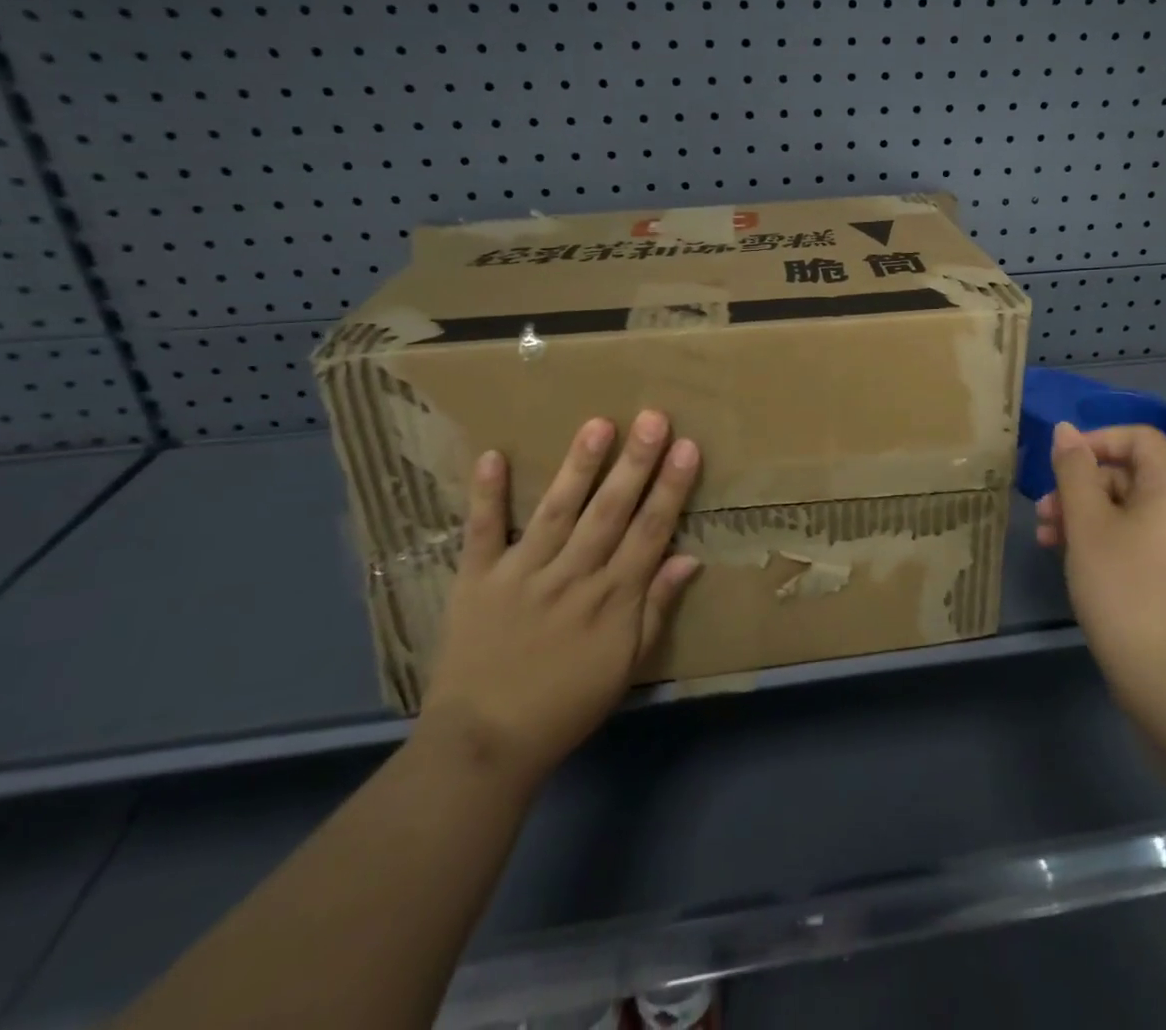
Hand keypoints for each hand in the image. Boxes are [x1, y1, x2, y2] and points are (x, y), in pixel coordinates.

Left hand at [416, 411, 701, 793]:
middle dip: (635, 463)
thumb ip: (656, 609)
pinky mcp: (476, 580)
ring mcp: (522, 574)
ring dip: (578, 467)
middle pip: (609, 511)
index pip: (650, 531)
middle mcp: (572, 576)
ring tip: (598, 424)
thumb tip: (689, 558)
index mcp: (611, 598)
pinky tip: (493, 455)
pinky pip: (482, 532)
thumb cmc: (566, 705)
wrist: (483, 746)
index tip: (687, 448)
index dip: (671, 488)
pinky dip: (486, 496)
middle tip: (653, 418)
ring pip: (556, 511)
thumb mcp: (626, 666)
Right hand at [1035, 422, 1165, 702]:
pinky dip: (1104, 536)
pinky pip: (1139, 534)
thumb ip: (1074, 470)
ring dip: (1084, 513)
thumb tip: (1066, 430)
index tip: (1060, 463)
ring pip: (1129, 506)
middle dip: (1081, 484)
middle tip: (1044, 511)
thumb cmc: (1123, 587)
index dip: (1096, 441)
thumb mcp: (1087, 523)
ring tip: (1046, 538)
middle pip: (1130, 472)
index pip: (1139, 437)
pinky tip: (1069, 556)